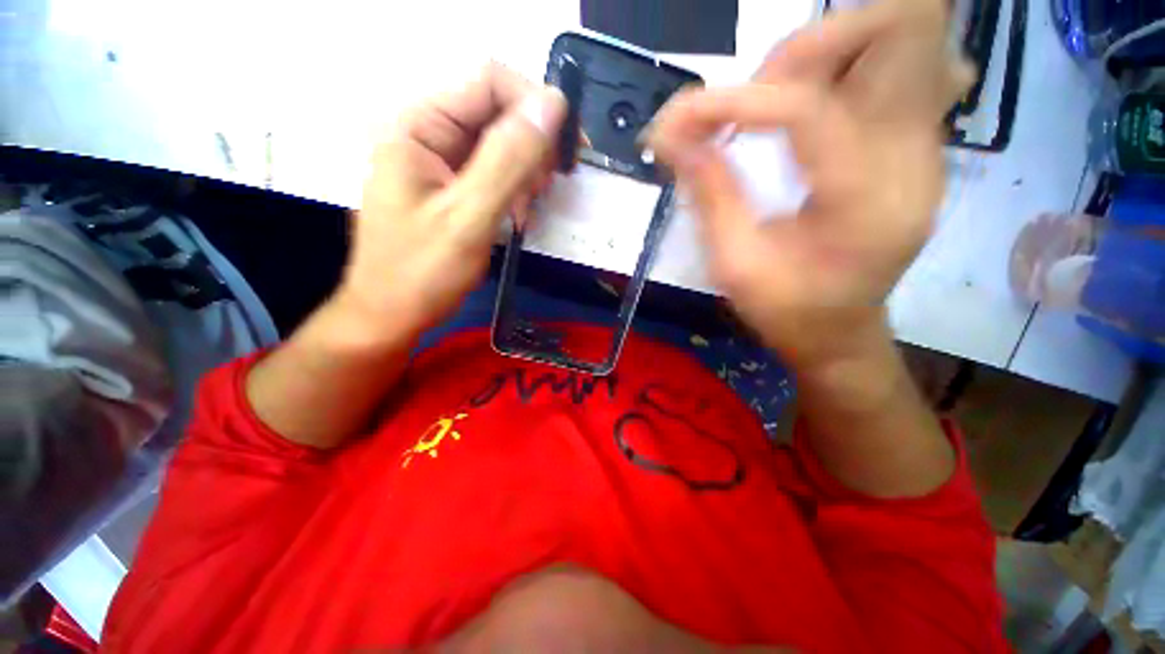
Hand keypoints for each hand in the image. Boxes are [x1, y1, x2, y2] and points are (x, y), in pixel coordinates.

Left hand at [335, 63, 566, 336]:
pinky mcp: (453, 184)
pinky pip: (496, 170)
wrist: (393, 313)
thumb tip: (551, 106)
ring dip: (527, 171)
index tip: (569, 147)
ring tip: (527, 208)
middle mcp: (429, 131)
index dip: (535, 104)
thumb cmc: (421, 272)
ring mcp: (441, 159)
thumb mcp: (468, 217)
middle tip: (546, 187)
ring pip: (502, 143)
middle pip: (498, 110)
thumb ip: (508, 160)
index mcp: (419, 125)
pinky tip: (518, 214)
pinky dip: (516, 189)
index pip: (489, 81)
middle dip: (533, 146)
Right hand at [647, 0, 971, 368]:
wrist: (840, 333)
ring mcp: (926, 146)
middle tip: (748, 96)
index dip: (735, 101)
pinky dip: (844, 67)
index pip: (808, 110)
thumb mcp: (734, 265)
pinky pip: (900, 67)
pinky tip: (805, 106)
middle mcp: (914, 160)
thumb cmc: (786, 312)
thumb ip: (708, 192)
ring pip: (905, 39)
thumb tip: (669, 136)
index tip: (679, 120)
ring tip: (771, 100)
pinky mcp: (916, 145)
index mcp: (865, 204)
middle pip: (898, 33)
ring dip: (825, 52)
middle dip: (805, 48)